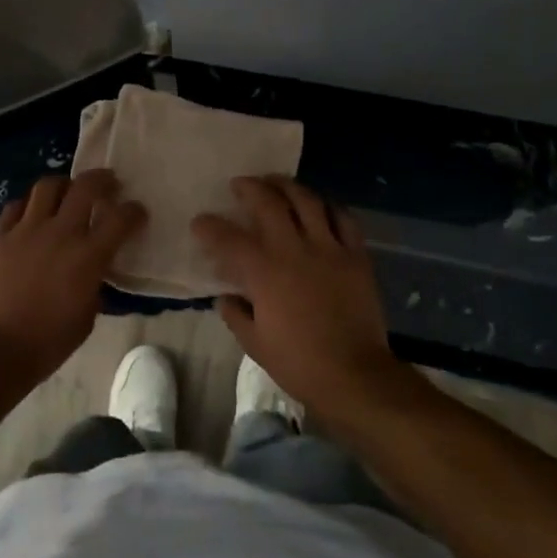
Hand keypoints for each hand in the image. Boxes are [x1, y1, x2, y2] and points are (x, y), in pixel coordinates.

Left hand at [0, 169, 146, 380]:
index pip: (121, 218)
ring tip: (68, 192)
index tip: (137, 212)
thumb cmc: (50, 340)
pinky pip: (16, 207)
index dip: (134, 211)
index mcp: (88, 256)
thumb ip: (95, 281)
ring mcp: (26, 230)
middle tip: (108, 183)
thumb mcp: (88, 312)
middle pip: (85, 187)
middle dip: (102, 180)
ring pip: (48, 186)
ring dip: (64, 185)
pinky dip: (29, 206)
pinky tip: (32, 214)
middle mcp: (60, 233)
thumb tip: (95, 267)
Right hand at [192, 177, 415, 424]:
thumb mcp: (255, 344)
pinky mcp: (356, 255)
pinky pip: (343, 219)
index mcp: (264, 272)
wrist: (355, 375)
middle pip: (269, 203)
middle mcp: (294, 249)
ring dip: (288, 186)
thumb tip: (226, 297)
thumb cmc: (299, 363)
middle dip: (250, 188)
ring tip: (277, 183)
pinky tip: (319, 206)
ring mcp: (329, 249)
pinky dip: (328, 207)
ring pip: (307, 201)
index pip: (228, 238)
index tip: (200, 222)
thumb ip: (235, 315)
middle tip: (240, 184)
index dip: (209, 226)